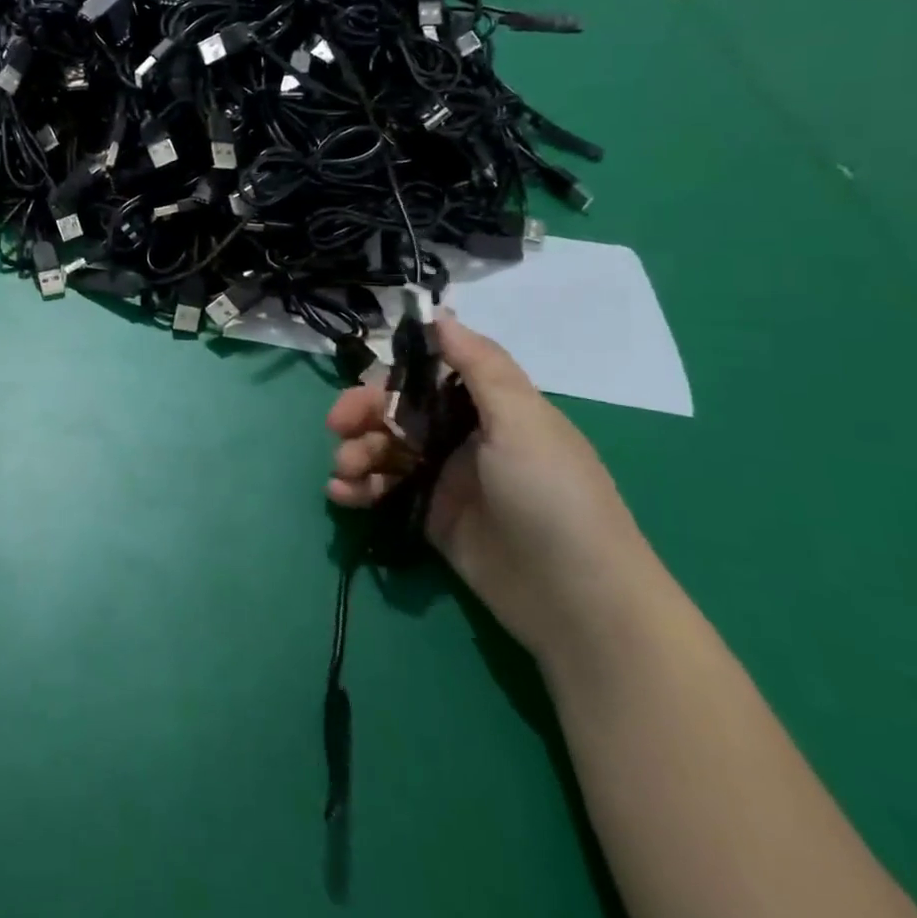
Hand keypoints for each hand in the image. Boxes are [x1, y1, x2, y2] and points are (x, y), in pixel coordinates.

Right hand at [326, 312, 659, 662]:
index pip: (425, 376)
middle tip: (337, 428)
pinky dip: (359, 489)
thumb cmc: (552, 496)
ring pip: (385, 451)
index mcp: (488, 408)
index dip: (389, 377)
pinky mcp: (432, 519)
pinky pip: (385, 491)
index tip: (361, 387)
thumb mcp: (523, 421)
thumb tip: (441, 314)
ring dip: (354, 453)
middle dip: (361, 415)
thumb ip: (480, 365)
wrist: (580, 603)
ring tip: (342, 474)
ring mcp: (445, 480)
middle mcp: (464, 437)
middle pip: (397, 412)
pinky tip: (341, 495)